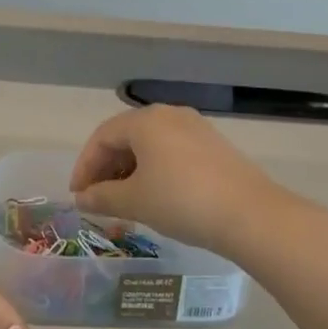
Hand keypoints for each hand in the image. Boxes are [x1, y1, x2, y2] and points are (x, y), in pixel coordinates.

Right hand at [70, 106, 290, 255]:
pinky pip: (171, 151)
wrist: (249, 214)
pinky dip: (155, 169)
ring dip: (130, 170)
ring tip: (124, 200)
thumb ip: (102, 197)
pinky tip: (155, 195)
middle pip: (126, 136)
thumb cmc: (181, 201)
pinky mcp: (213, 145)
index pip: (102, 137)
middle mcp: (169, 115)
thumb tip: (82, 199)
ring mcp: (195, 127)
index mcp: (145, 120)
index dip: (85, 166)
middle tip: (97, 199)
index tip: (77, 196)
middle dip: (107, 168)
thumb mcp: (135, 201)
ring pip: (150, 144)